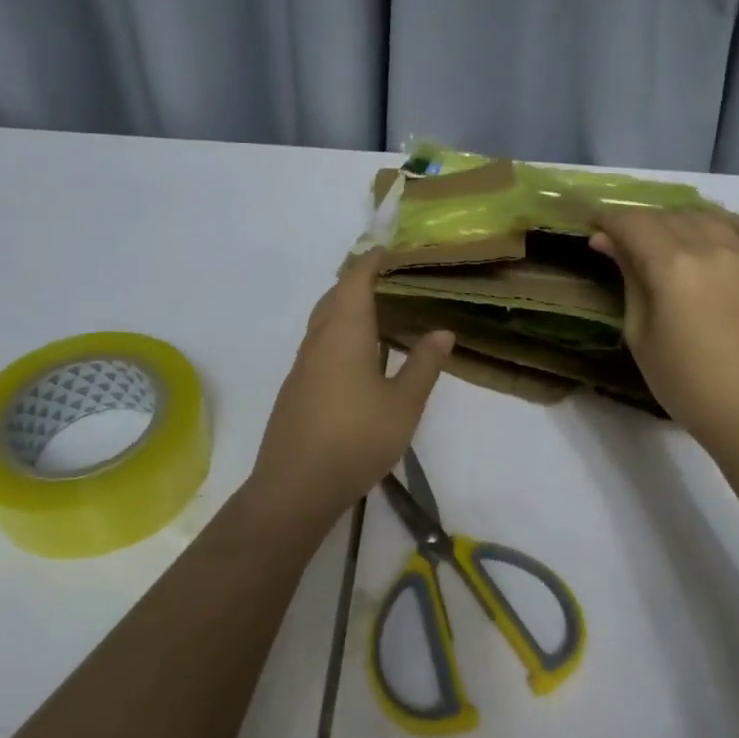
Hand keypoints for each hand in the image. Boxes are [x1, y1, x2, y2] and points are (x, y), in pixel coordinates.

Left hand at [245, 250, 454, 528]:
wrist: (295, 486)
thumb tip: (443, 331)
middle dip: (358, 281)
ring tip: (378, 313)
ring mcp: (302, 365)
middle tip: (389, 280)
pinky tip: (357, 356)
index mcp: (344, 334)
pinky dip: (339, 333)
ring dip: (346, 308)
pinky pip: (319, 344)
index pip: (356, 281)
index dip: (372, 262)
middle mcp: (318, 340)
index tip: (389, 251)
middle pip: (335, 297)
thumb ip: (423, 365)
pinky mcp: (296, 388)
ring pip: (323, 321)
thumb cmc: (356, 439)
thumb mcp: (403, 404)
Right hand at [590, 209, 738, 460]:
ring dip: (677, 223)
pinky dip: (722, 224)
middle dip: (639, 224)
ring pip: (704, 217)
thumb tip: (606, 240)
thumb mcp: (640, 332)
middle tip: (624, 244)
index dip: (608, 220)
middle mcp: (712, 248)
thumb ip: (628, 278)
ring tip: (666, 244)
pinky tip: (712, 234)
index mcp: (673, 267)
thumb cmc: (684, 382)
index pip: (632, 223)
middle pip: (666, 216)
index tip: (594, 227)